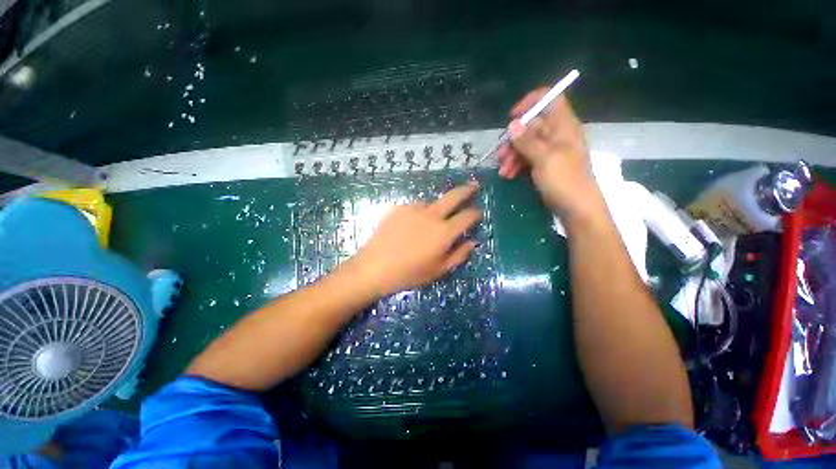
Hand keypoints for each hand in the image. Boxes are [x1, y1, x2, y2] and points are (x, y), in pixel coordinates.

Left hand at [352, 183, 480, 296]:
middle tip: (473, 185)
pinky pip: (415, 207)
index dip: (475, 213)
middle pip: (453, 196)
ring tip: (431, 220)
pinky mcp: (399, 208)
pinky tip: (412, 224)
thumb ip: (459, 255)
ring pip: (432, 202)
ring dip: (437, 207)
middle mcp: (432, 215)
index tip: (478, 212)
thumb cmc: (409, 273)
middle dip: (466, 190)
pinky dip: (419, 212)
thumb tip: (472, 241)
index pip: (467, 216)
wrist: (375, 267)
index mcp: (444, 232)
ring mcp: (414, 208)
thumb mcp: (438, 270)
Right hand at [497, 91, 600, 218]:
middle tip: (500, 156)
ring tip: (503, 171)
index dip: (530, 103)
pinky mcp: (545, 166)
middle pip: (532, 127)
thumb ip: (527, 140)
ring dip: (512, 156)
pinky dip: (517, 165)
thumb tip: (513, 124)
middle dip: (513, 140)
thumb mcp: (544, 159)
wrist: (577, 210)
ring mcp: (551, 152)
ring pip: (526, 145)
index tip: (512, 118)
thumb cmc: (564, 181)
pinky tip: (508, 175)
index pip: (550, 100)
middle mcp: (557, 136)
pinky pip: (528, 159)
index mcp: (563, 127)